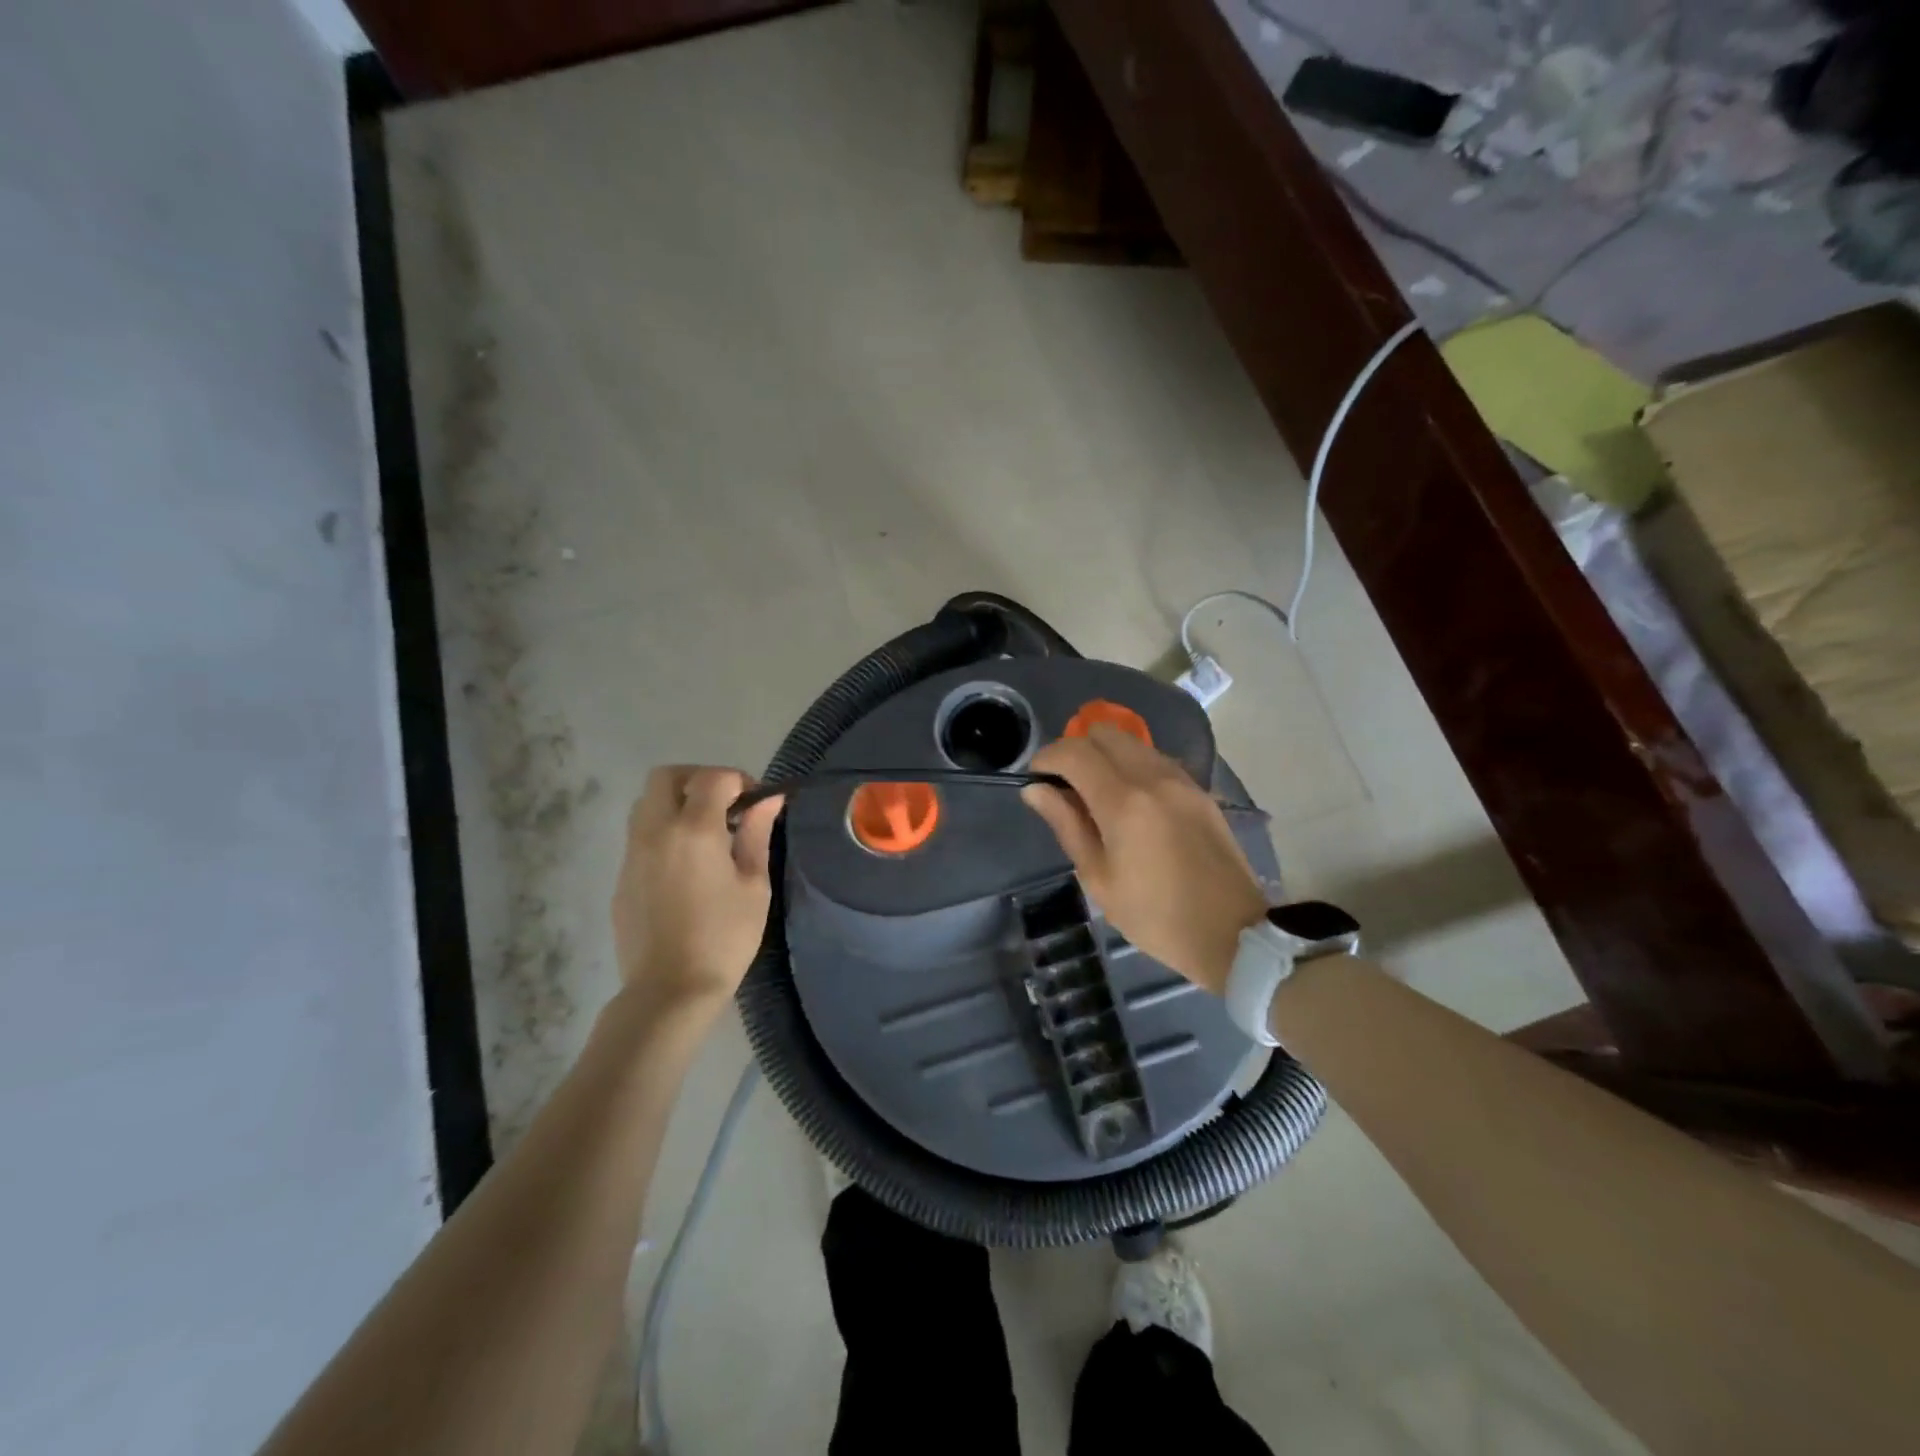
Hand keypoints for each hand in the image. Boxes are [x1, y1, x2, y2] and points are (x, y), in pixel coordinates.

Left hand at [611, 766, 783, 1017]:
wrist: (670, 989)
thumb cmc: (724, 938)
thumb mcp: (754, 885)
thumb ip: (757, 834)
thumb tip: (769, 799)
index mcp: (693, 830)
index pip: (712, 778)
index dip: (738, 780)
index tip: (756, 803)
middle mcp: (655, 831)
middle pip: (667, 777)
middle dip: (698, 779)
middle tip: (726, 805)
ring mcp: (632, 852)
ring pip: (647, 802)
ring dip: (676, 801)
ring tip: (706, 832)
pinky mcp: (622, 875)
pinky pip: (640, 833)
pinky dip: (663, 829)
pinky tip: (686, 863)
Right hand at [1023, 726, 1267, 995]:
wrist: (1232, 932)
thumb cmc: (1154, 915)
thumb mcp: (1098, 878)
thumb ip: (1066, 825)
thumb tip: (1035, 789)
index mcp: (1124, 802)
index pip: (1075, 753)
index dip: (1047, 757)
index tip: (1035, 777)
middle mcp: (1154, 777)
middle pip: (1104, 733)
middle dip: (1076, 749)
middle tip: (1064, 783)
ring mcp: (1181, 780)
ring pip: (1132, 742)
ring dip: (1105, 755)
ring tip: (1095, 792)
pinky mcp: (1199, 790)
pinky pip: (1155, 759)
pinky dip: (1132, 765)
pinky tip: (1129, 800)